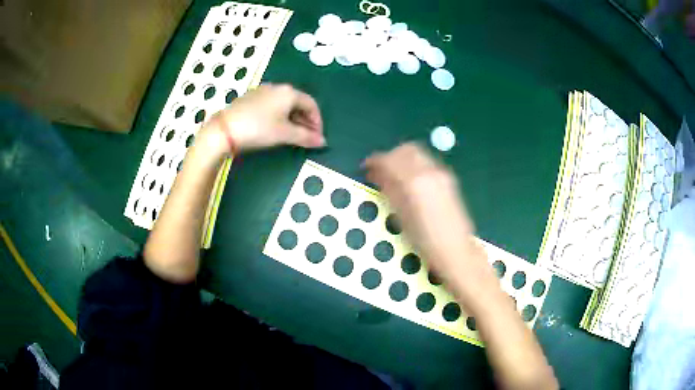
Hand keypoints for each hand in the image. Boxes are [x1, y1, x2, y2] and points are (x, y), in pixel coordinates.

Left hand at [200, 83, 324, 156]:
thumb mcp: (285, 134)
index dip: (317, 121)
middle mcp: (277, 87)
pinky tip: (274, 127)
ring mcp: (262, 91)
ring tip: (292, 134)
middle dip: (305, 120)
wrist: (224, 129)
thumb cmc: (259, 129)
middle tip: (307, 137)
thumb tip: (323, 142)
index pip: (311, 104)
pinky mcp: (250, 98)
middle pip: (298, 102)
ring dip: (292, 118)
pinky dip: (279, 115)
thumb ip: (306, 137)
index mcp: (289, 92)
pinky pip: (271, 105)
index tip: (317, 137)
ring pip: (284, 104)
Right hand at [363, 143, 481, 284]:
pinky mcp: (449, 178)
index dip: (375, 161)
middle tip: (380, 170)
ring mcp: (441, 173)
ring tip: (394, 175)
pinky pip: (427, 162)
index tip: (366, 168)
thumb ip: (389, 190)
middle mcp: (429, 171)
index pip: (389, 159)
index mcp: (414, 181)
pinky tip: (410, 181)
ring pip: (418, 153)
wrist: (455, 249)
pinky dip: (414, 164)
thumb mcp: (401, 216)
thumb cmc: (423, 240)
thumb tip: (377, 175)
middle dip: (390, 156)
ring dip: (403, 158)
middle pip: (406, 150)